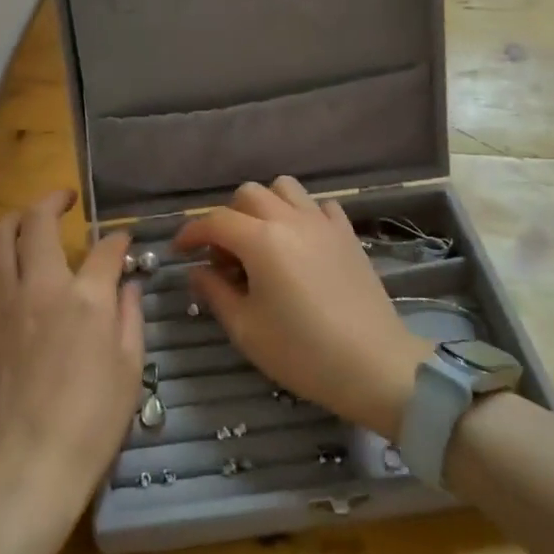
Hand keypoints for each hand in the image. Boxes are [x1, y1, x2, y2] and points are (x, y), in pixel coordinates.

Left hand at [0, 191, 143, 539]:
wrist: (30, 464)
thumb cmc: (91, 421)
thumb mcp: (130, 367)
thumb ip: (130, 315)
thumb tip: (128, 283)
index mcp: (85, 298)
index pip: (104, 250)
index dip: (117, 240)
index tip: (121, 241)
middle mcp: (40, 287)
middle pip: (39, 223)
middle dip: (54, 201)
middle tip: (65, 199)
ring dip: (13, 219)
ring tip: (25, 219)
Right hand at [175, 177, 429, 437]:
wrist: (374, 365)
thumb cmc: (302, 352)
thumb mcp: (246, 329)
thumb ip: (215, 292)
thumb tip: (196, 270)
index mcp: (261, 240)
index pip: (215, 221)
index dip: (191, 233)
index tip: (179, 251)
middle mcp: (290, 219)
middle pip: (248, 194)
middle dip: (228, 218)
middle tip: (226, 256)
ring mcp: (323, 223)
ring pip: (285, 188)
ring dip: (266, 206)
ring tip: (263, 242)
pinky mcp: (347, 234)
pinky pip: (319, 205)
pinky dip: (302, 214)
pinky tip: (301, 244)